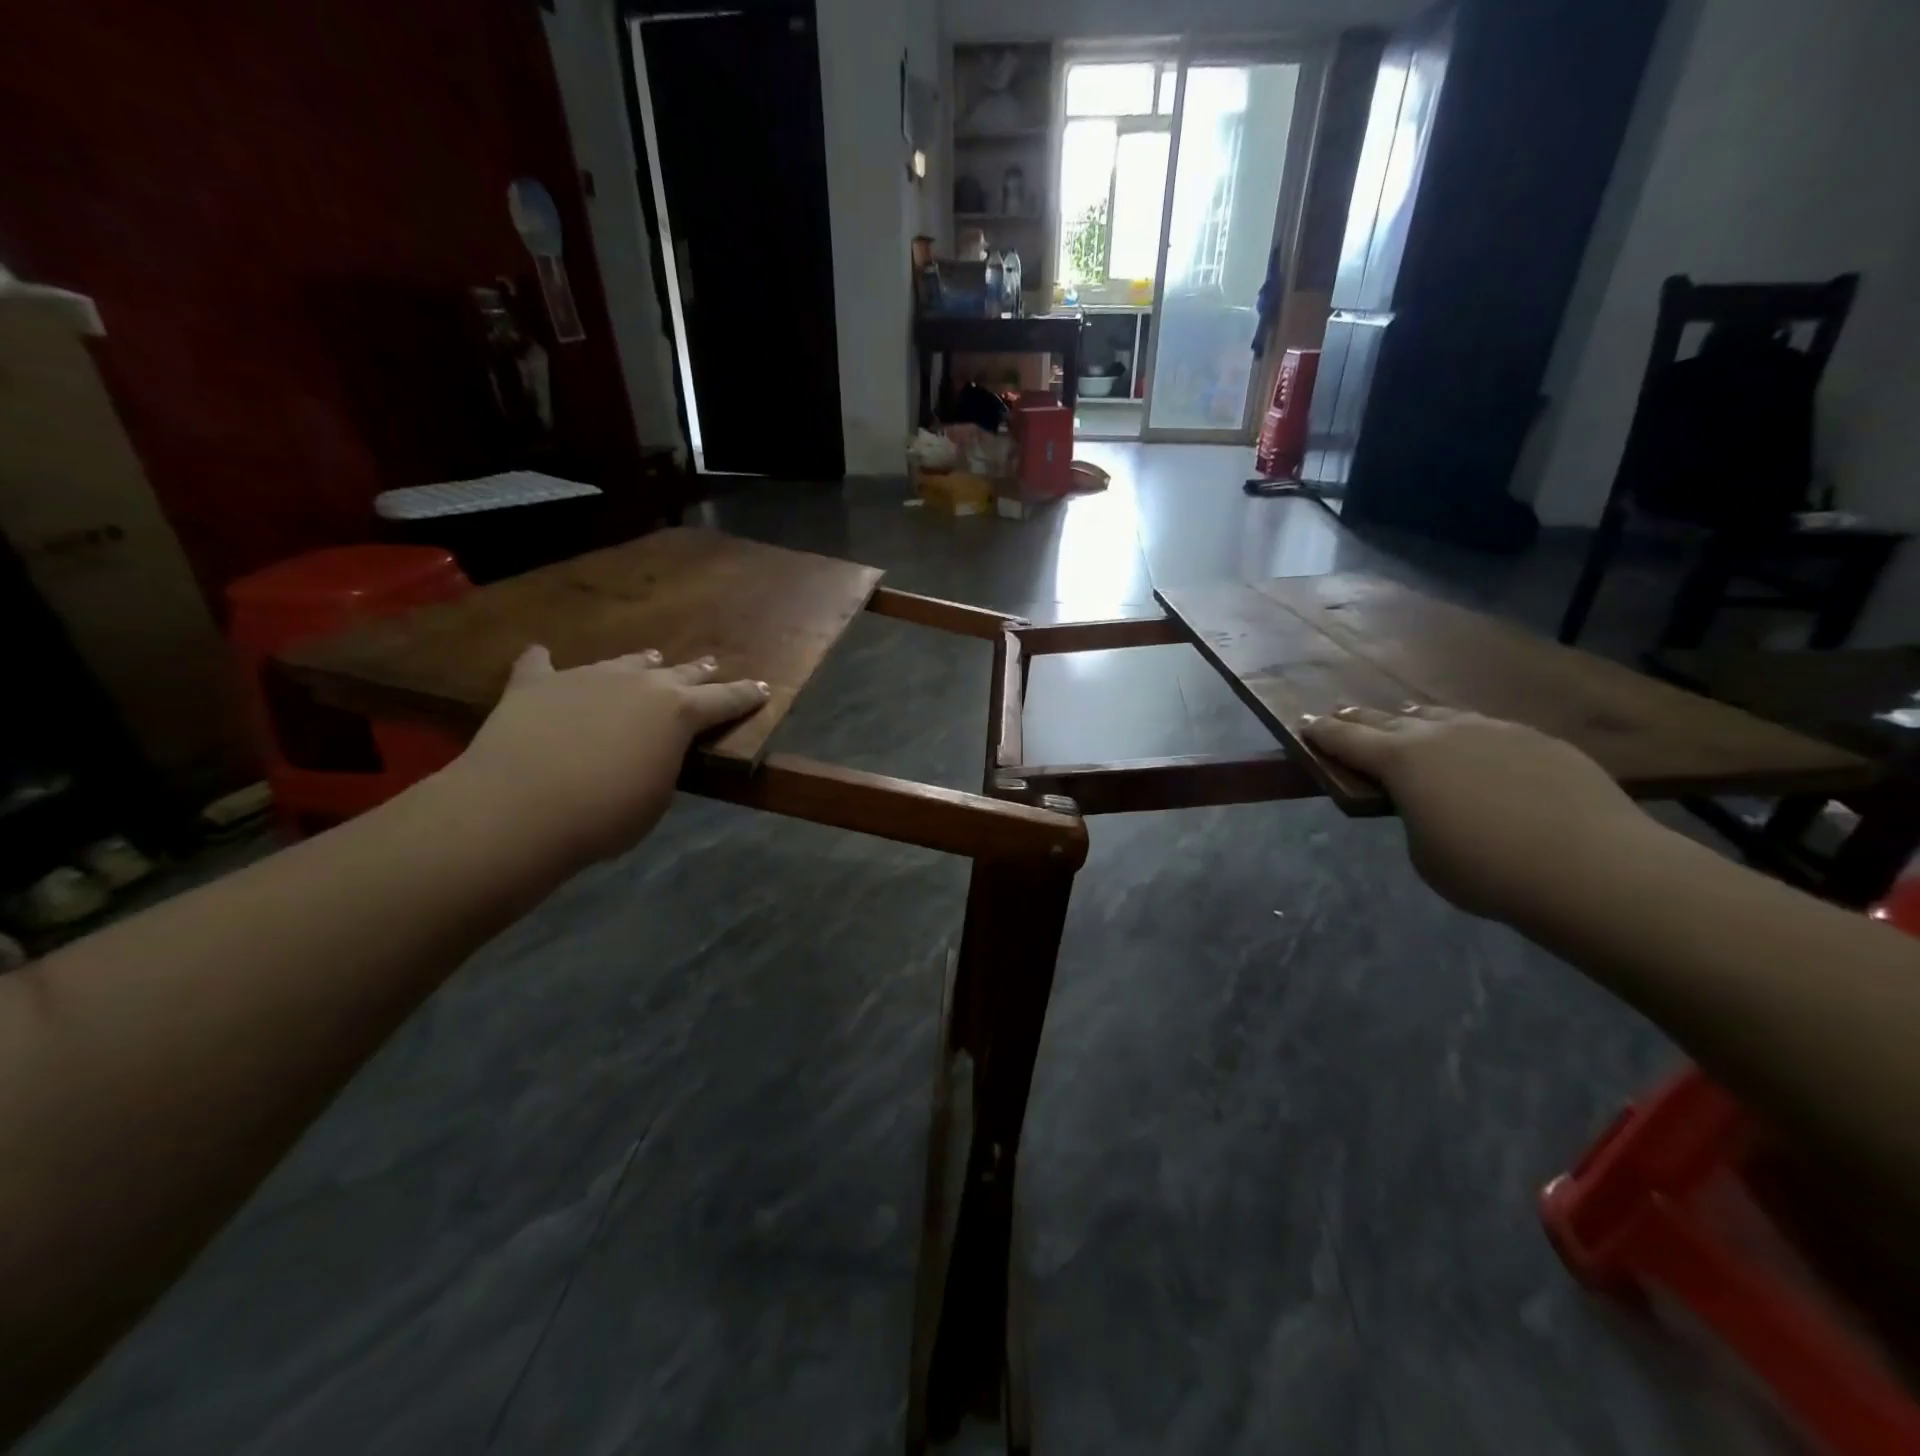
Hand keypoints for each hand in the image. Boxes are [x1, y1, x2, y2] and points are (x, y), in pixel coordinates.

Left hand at [444, 646, 769, 866]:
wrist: (520, 808)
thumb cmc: (606, 814)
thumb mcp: (657, 796)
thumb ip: (664, 763)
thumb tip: (653, 751)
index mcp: (678, 713)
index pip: (725, 700)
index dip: (746, 696)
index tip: (763, 688)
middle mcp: (639, 684)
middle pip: (679, 673)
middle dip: (699, 672)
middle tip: (711, 665)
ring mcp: (586, 678)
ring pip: (624, 663)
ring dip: (641, 663)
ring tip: (652, 658)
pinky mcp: (536, 684)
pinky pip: (541, 665)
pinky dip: (546, 663)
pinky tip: (542, 654)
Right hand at [1302, 705, 1655, 924]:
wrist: (1594, 868)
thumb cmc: (1487, 870)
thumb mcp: (1423, 852)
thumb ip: (1414, 817)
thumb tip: (1431, 801)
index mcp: (1401, 761)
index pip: (1346, 740)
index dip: (1322, 733)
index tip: (1306, 724)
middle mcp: (1441, 733)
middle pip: (1387, 720)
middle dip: (1359, 719)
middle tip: (1341, 716)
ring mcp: (1493, 730)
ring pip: (1440, 716)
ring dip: (1414, 720)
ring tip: (1405, 721)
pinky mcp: (1539, 740)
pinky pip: (1487, 729)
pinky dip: (1466, 736)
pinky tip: (1476, 750)